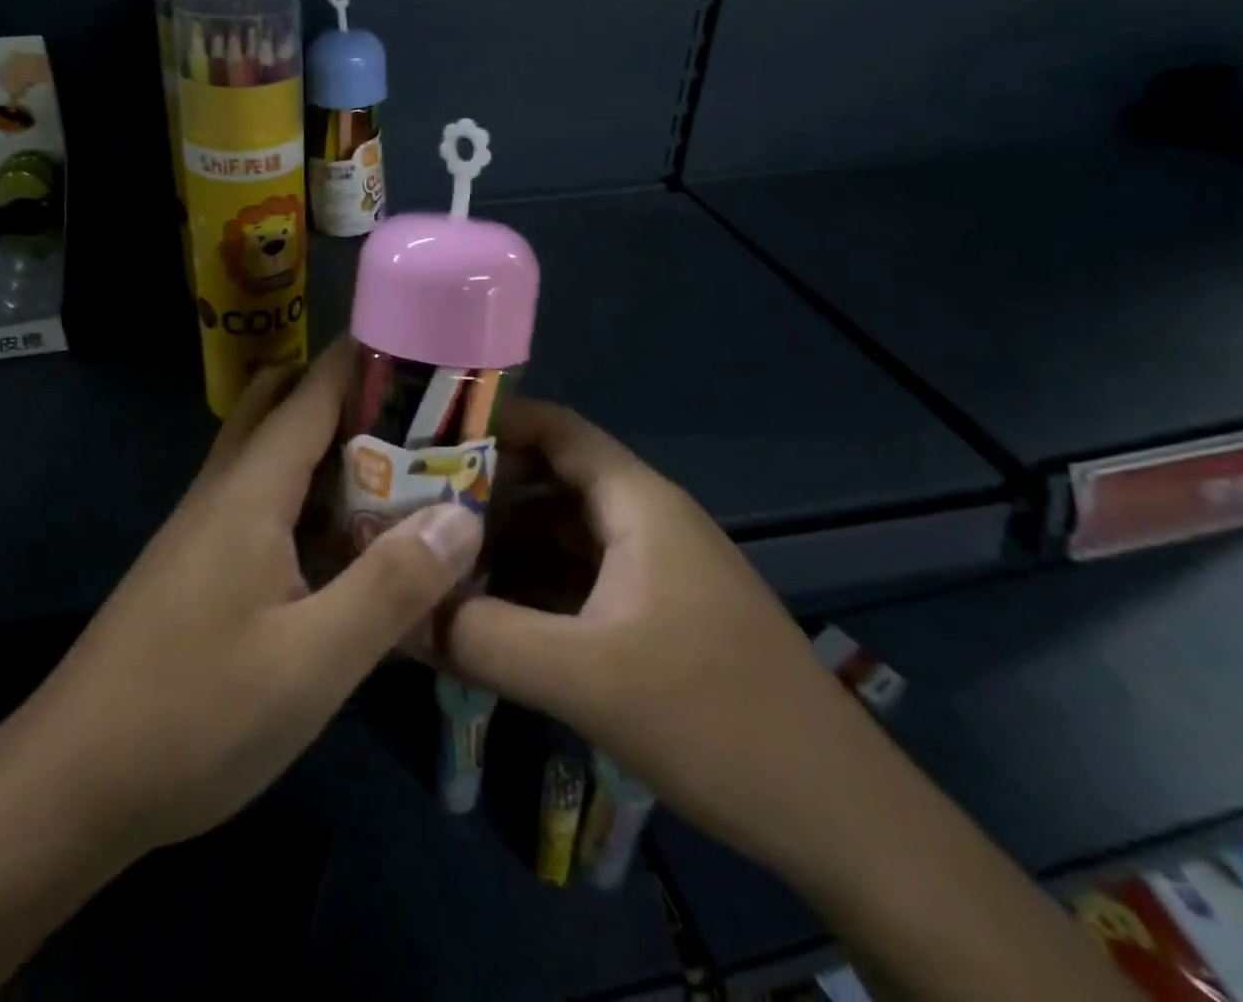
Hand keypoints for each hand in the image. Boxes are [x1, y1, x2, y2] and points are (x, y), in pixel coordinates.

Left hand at [32, 338, 485, 851]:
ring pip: (276, 457)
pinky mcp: (202, 566)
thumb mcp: (313, 663)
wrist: (68, 788)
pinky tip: (351, 541)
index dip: (369, 359)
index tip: (431, 350)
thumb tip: (462, 515)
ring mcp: (208, 528)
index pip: (313, 389)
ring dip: (335, 450)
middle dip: (355, 399)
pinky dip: (313, 499)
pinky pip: (267, 503)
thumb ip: (392, 586)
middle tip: (427, 421)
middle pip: (288, 407)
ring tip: (407, 472)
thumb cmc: (193, 718)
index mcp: (250, 490)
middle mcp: (225, 491)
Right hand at [444, 398, 877, 878]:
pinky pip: (576, 578)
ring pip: (559, 533)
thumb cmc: (717, 718)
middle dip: (481, 492)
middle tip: (409, 510)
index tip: (421, 440)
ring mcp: (651, 569)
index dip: (489, 423)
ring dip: (502, 545)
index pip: (554, 427)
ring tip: (434, 564)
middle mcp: (643, 519)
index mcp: (637, 502)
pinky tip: (487, 615)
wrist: (842, 818)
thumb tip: (399, 615)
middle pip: (548, 479)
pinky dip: (530, 586)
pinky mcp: (654, 615)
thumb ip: (484, 639)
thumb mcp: (586, 677)